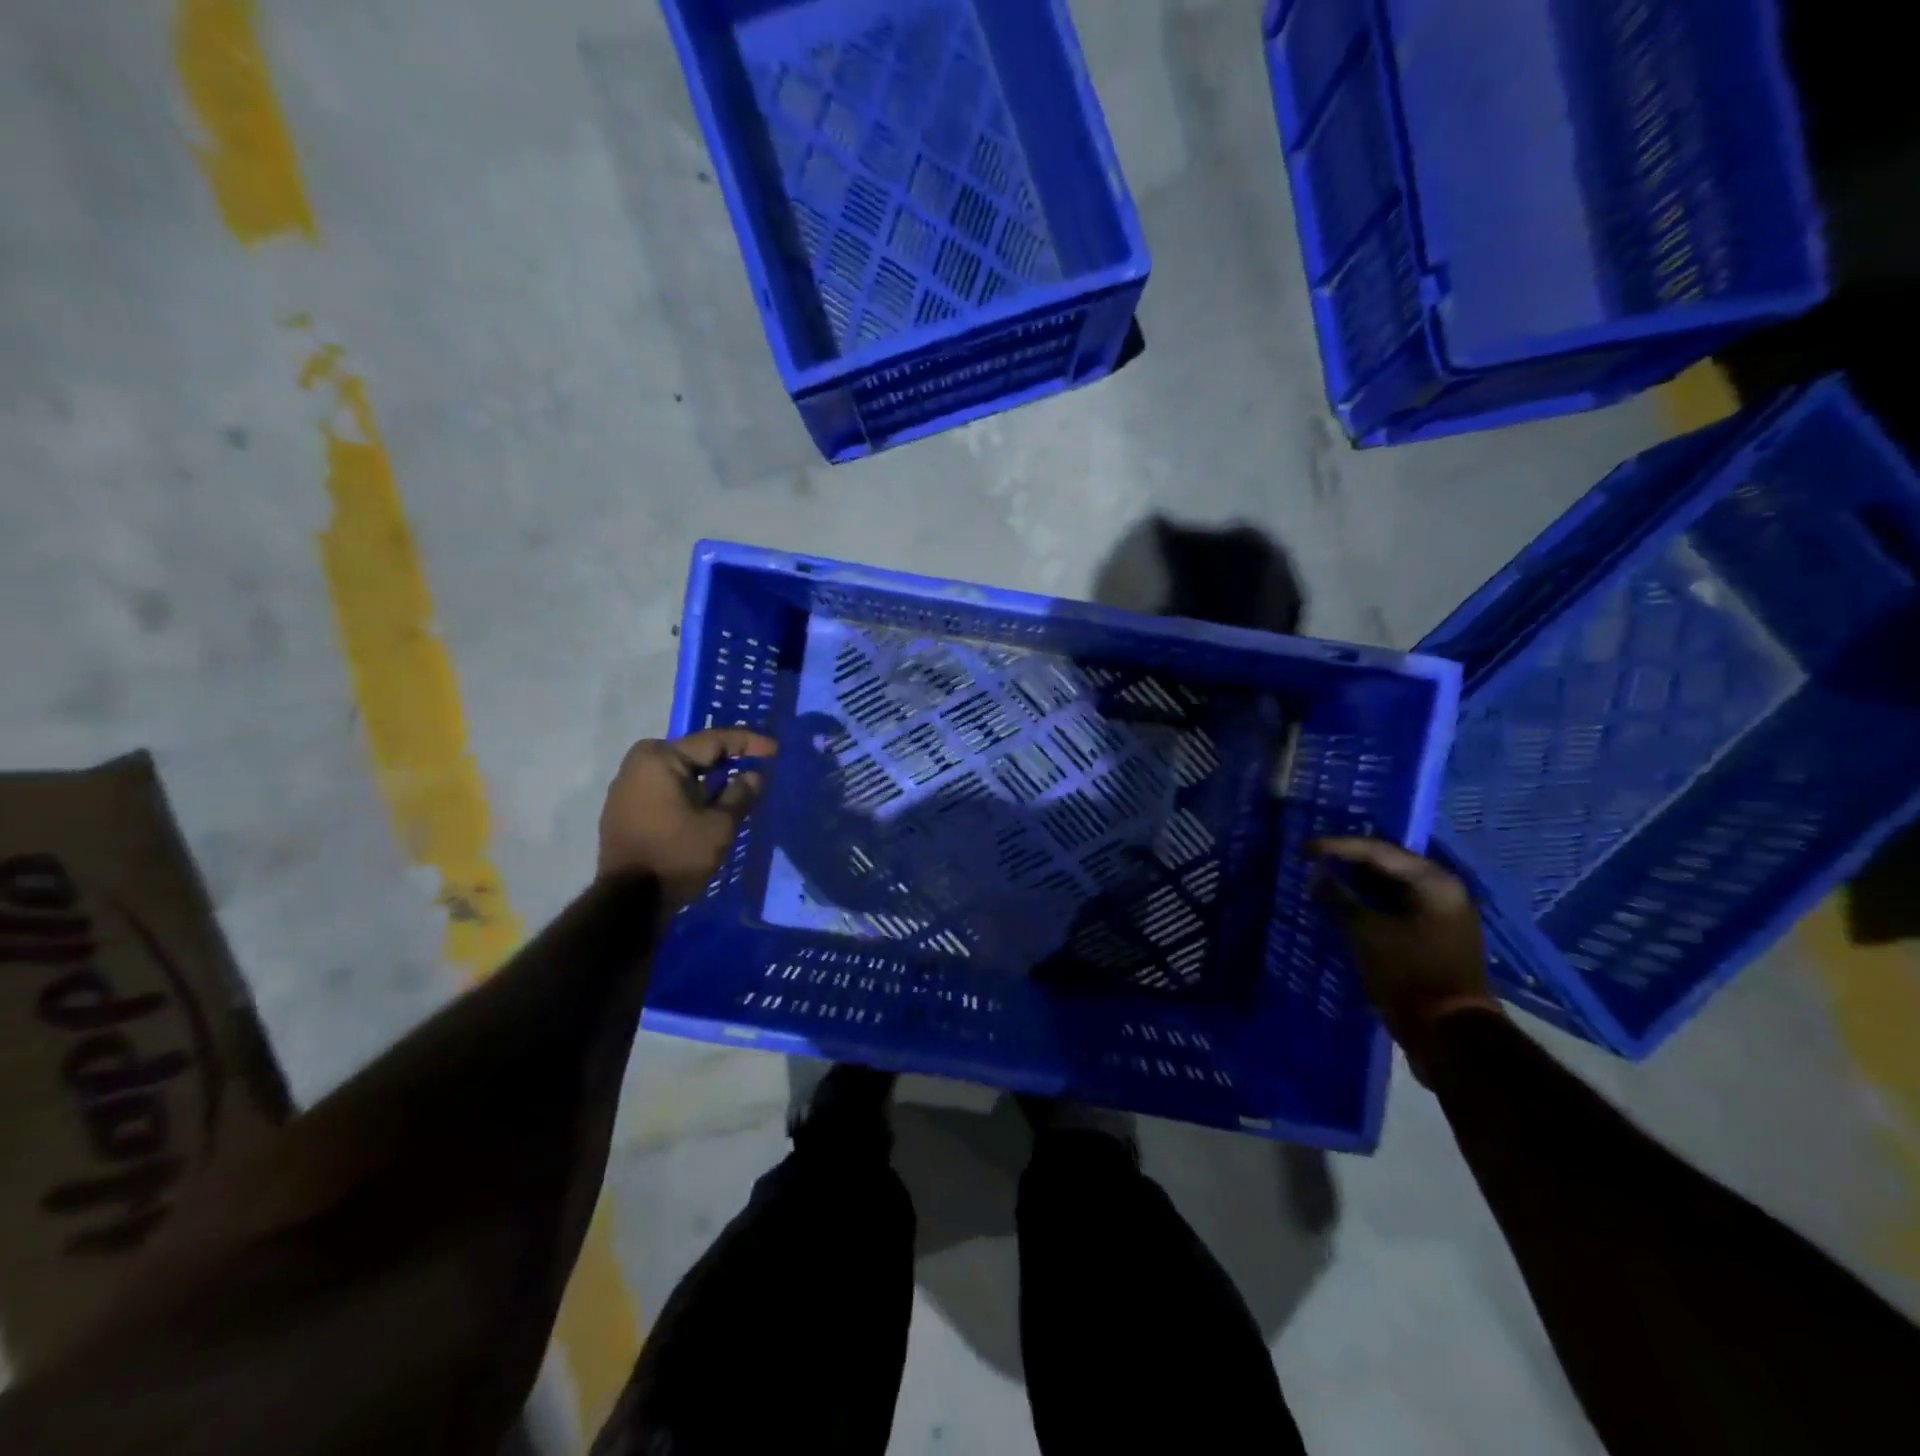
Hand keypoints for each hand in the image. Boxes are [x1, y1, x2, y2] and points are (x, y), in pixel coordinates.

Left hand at [598, 728, 776, 906]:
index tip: (775, 750)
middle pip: (693, 754)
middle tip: (756, 764)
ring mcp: (626, 787)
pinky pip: (665, 789)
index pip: (713, 741)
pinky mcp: (624, 810)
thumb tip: (754, 776)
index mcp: (660, 758)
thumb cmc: (677, 855)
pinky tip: (709, 803)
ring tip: (737, 785)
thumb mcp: (719, 825)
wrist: (629, 902)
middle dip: (726, 759)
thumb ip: (740, 794)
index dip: (748, 743)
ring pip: (678, 773)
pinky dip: (689, 792)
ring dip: (707, 778)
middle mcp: (638, 764)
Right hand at [1309, 837, 1500, 1076]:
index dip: (1337, 847)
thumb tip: (1316, 874)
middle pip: (1387, 865)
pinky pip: (1394, 907)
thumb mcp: (1365, 932)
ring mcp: (1441, 915)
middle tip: (1311, 859)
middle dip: (1347, 862)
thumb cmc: (1408, 973)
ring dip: (1356, 884)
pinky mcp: (1433, 936)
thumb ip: (1339, 898)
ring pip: (1390, 888)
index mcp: (1433, 882)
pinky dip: (1368, 904)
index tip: (1303, 849)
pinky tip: (1342, 905)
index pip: (1378, 850)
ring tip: (1320, 879)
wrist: (1448, 1033)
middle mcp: (1443, 891)